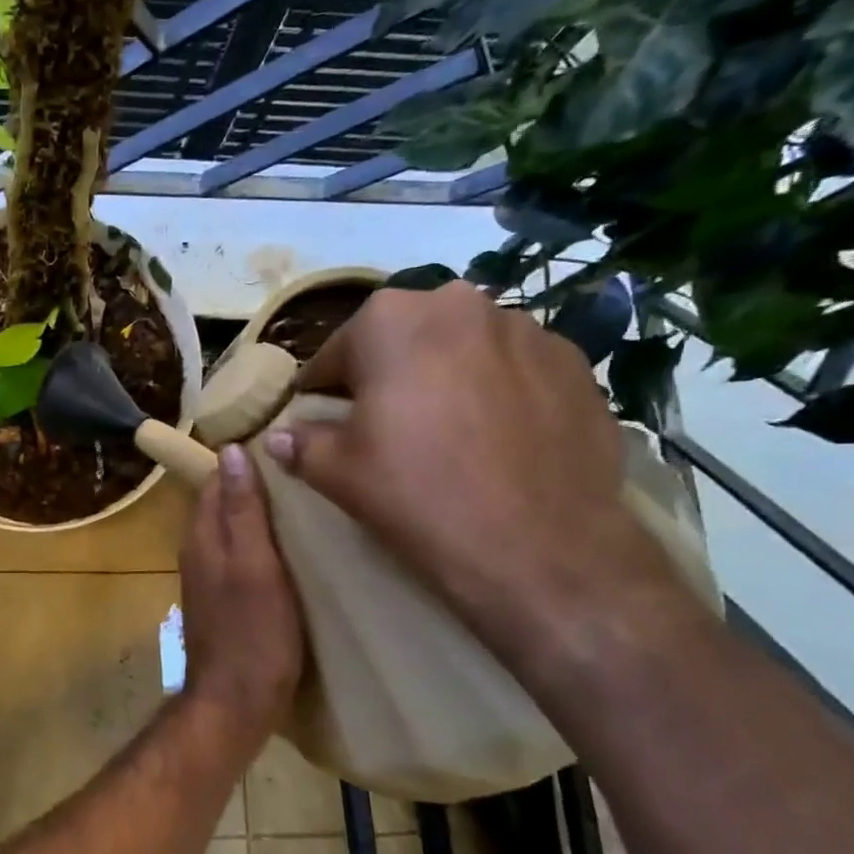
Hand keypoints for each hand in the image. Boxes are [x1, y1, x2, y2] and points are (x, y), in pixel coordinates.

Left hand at [179, 444, 303, 731]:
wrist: (236, 701)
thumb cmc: (253, 632)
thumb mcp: (255, 565)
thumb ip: (242, 511)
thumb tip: (231, 451)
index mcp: (201, 536)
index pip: (214, 480)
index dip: (242, 459)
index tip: (281, 443)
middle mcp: (198, 551)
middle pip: (221, 503)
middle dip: (252, 484)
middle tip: (300, 469)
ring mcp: (209, 577)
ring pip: (231, 530)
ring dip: (258, 514)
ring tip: (303, 501)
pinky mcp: (224, 600)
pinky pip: (239, 556)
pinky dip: (261, 544)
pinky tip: (291, 548)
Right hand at [263, 282, 679, 649]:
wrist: (539, 547)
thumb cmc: (416, 494)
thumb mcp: (336, 472)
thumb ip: (301, 444)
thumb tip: (278, 437)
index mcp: (390, 320)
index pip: (335, 352)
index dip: (321, 390)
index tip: (318, 418)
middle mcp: (459, 305)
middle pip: (402, 339)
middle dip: (385, 373)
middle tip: (380, 423)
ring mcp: (527, 330)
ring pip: (461, 349)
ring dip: (443, 377)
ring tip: (443, 431)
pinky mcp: (575, 365)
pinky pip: (513, 370)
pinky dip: (495, 393)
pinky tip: (492, 440)